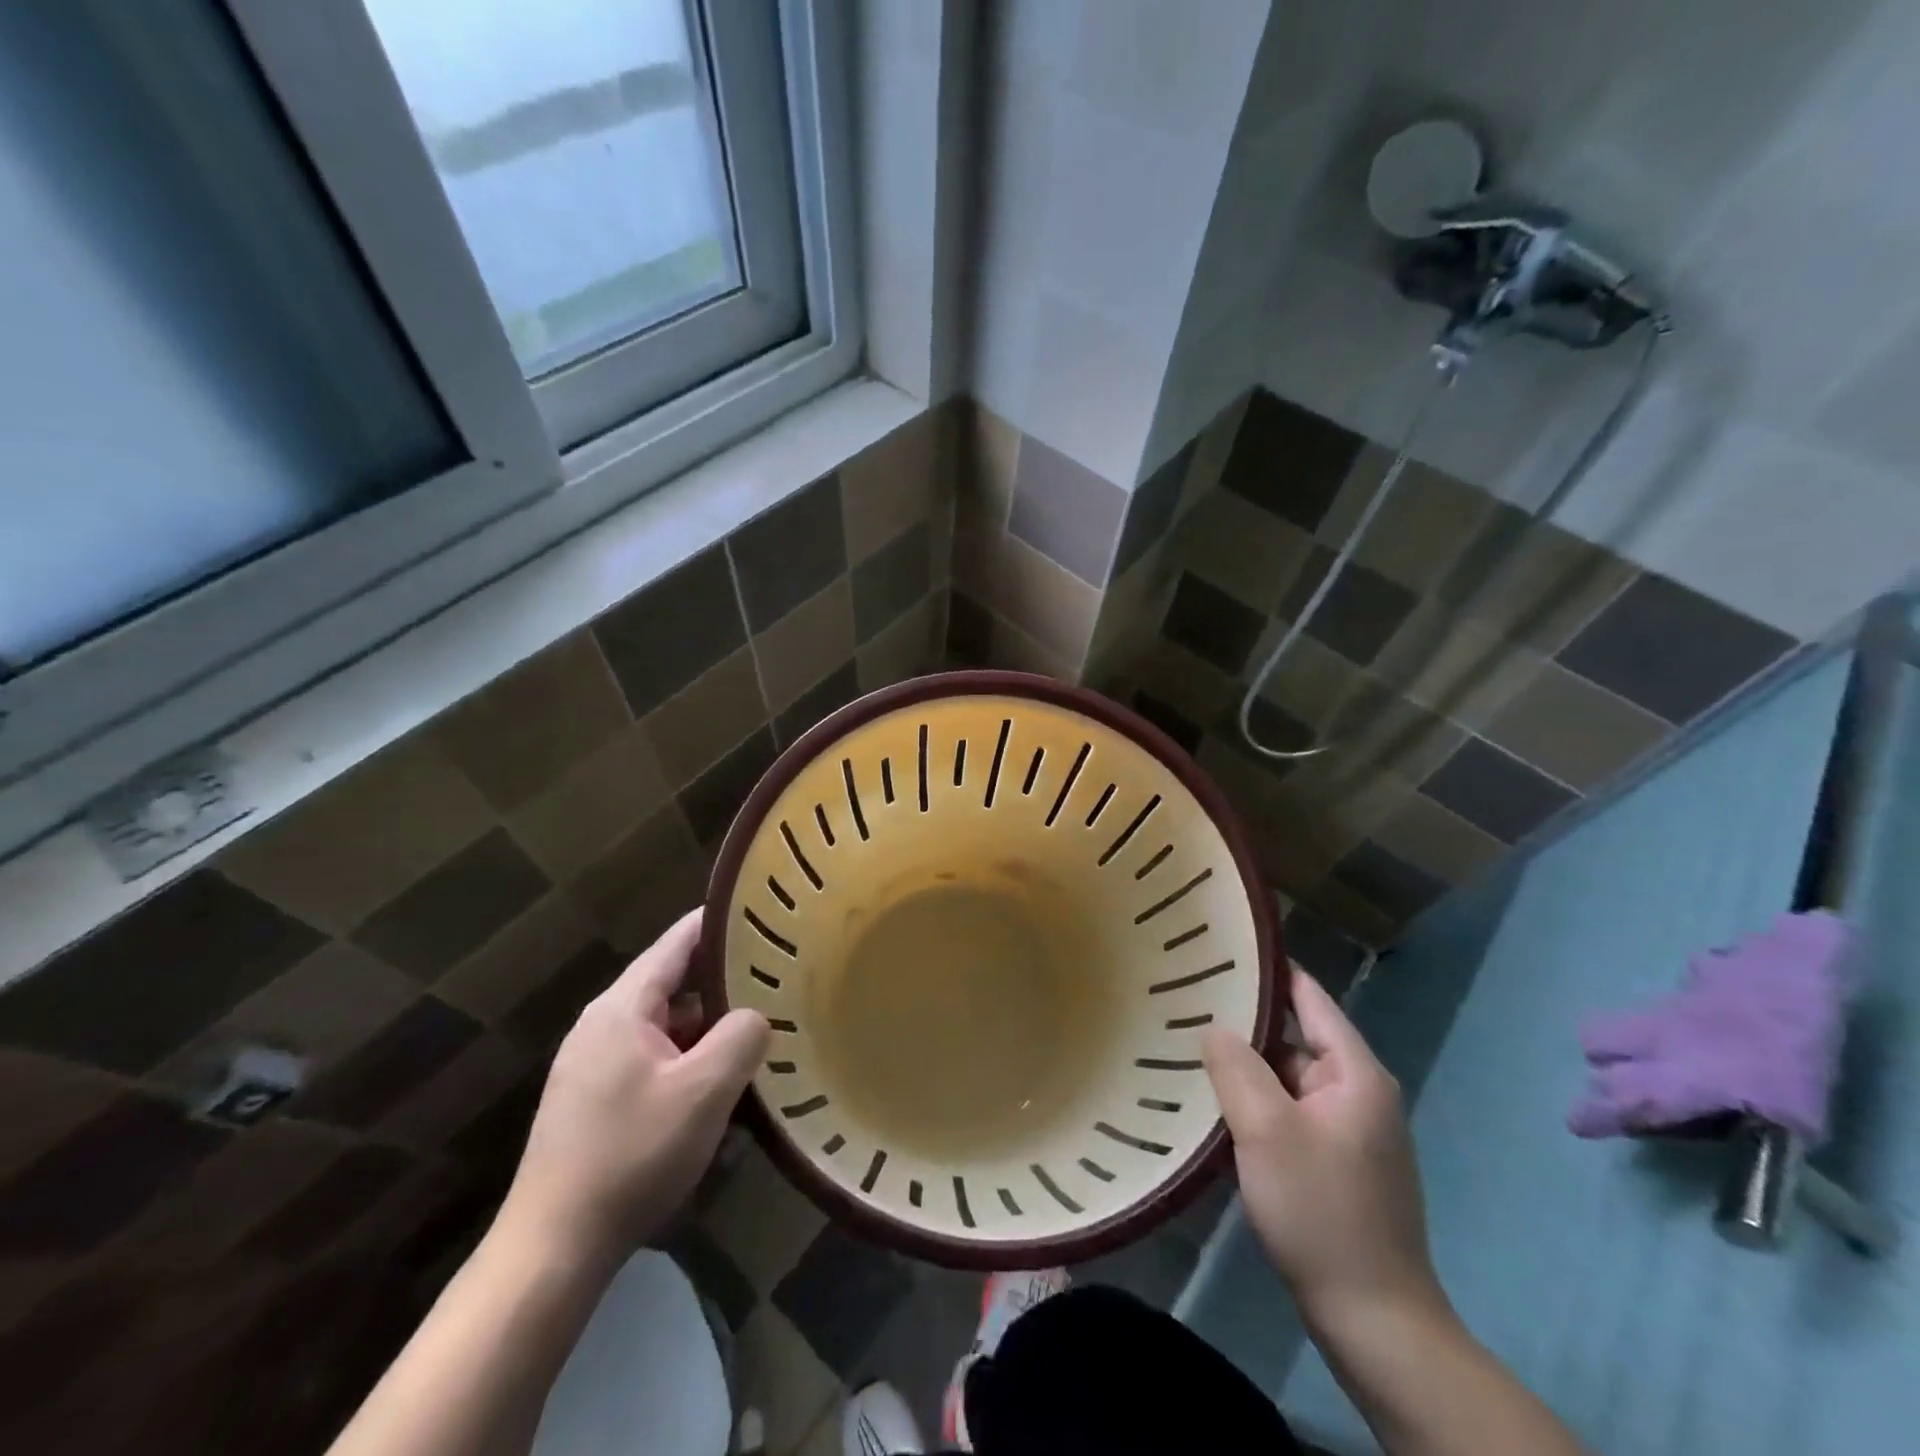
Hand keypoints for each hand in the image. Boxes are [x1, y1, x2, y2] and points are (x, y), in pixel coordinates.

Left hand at [498, 908, 769, 1265]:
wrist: (552, 1250)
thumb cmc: (631, 1155)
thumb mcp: (703, 1091)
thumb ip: (741, 1037)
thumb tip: (756, 1016)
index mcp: (622, 1008)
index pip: (678, 943)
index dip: (722, 925)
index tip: (765, 915)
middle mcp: (603, 1024)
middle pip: (674, 983)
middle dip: (725, 980)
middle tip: (778, 976)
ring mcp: (595, 1064)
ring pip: (666, 1026)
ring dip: (709, 1026)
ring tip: (760, 1027)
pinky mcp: (595, 1100)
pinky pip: (654, 1059)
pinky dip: (690, 1058)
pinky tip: (720, 1083)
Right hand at [1202, 966, 1442, 1329]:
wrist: (1374, 1321)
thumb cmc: (1321, 1211)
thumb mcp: (1267, 1130)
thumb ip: (1236, 1067)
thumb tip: (1214, 1026)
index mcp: (1355, 1073)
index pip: (1308, 996)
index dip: (1266, 968)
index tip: (1218, 948)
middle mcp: (1357, 1092)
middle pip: (1294, 1038)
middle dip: (1244, 1023)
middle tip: (1185, 1000)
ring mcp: (1348, 1130)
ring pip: (1286, 1079)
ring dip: (1246, 1068)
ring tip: (1188, 1045)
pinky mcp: (1335, 1163)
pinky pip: (1288, 1113)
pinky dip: (1255, 1103)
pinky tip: (1215, 1105)